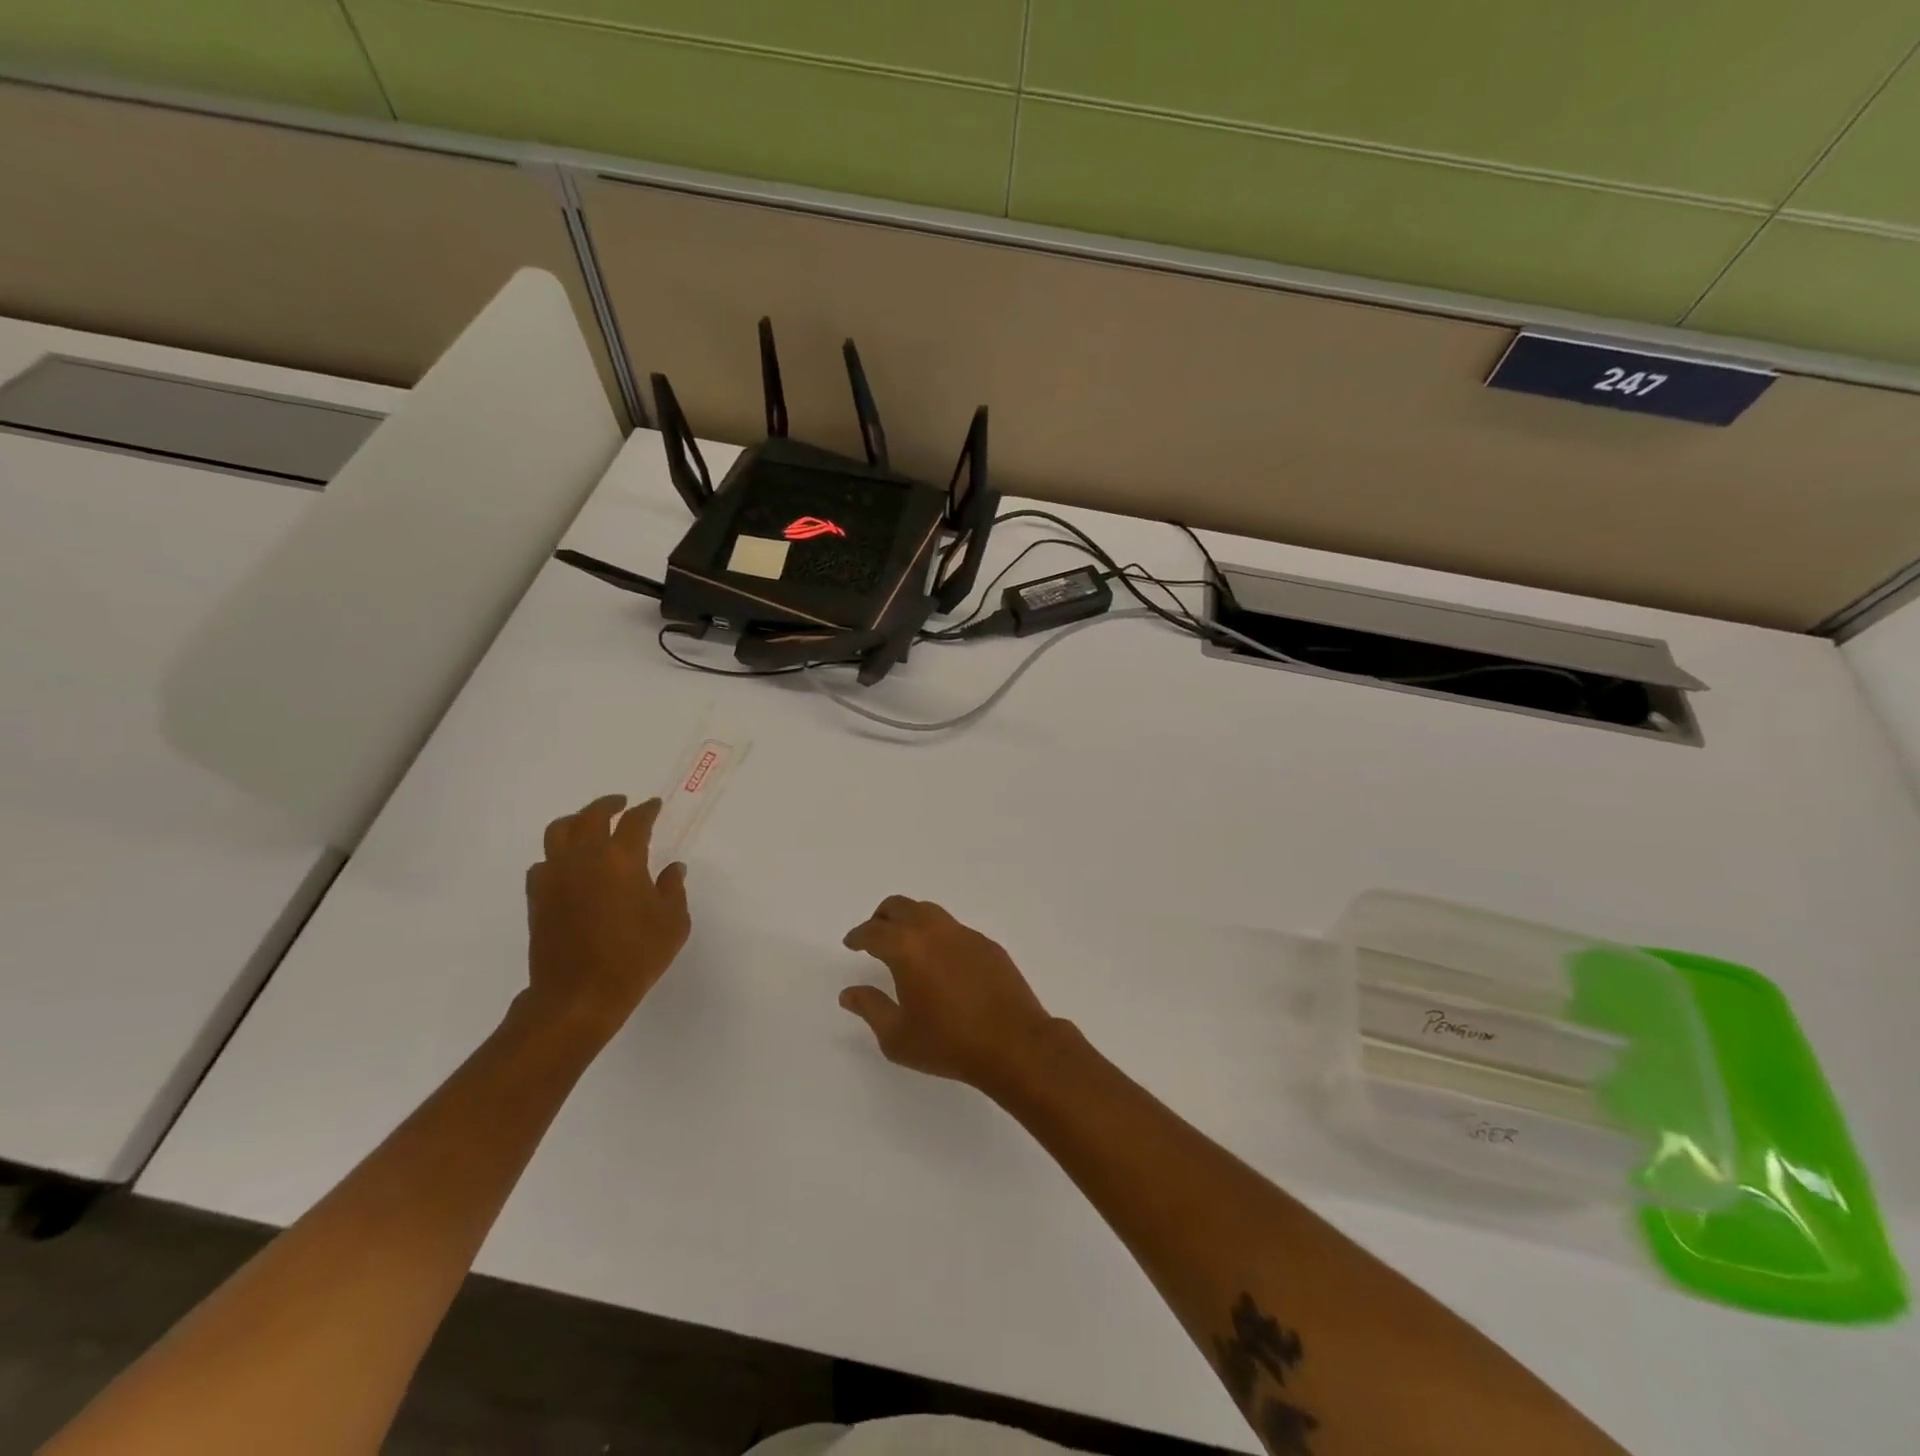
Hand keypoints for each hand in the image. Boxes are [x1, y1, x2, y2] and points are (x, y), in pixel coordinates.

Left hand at [521, 794, 690, 1044]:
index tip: (654, 806)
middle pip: (591, 815)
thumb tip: (672, 869)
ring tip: (588, 826)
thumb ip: (673, 889)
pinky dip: (557, 856)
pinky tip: (569, 867)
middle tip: (621, 804)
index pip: (635, 821)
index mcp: (622, 858)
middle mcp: (584, 857)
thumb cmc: (634, 957)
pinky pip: (544, 862)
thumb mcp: (672, 924)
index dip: (647, 810)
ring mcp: (555, 876)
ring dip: (576, 821)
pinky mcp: (537, 897)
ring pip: (558, 831)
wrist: (578, 996)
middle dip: (608, 805)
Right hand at [840, 896, 1059, 1091]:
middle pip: (900, 906)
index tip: (851, 943)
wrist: (1013, 1043)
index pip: (874, 931)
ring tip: (906, 943)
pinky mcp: (987, 944)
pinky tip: (941, 960)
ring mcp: (964, 934)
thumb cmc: (948, 1043)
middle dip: (882, 917)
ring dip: (911, 920)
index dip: (858, 936)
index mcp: (907, 949)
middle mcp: (934, 931)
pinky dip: (938, 935)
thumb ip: (870, 1008)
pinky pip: (954, 929)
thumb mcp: (898, 1036)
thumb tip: (849, 992)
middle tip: (874, 934)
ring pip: (929, 912)